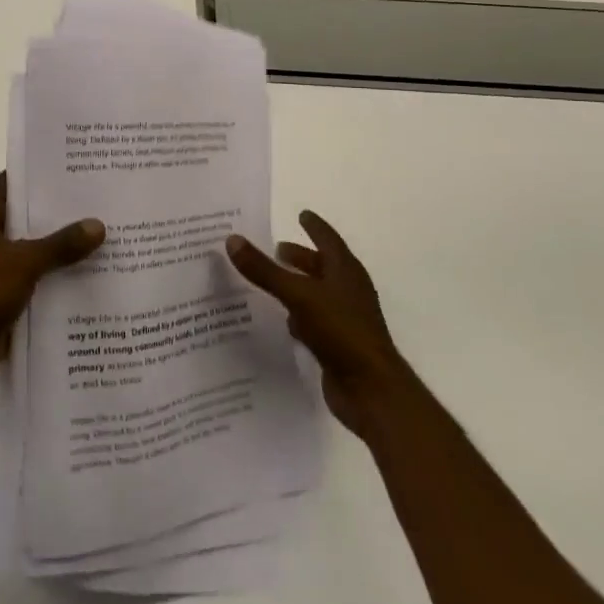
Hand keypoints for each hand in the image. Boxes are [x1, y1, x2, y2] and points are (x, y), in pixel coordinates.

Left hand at [0, 173, 104, 393]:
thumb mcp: (22, 263)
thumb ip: (61, 244)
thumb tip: (98, 225)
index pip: (19, 180)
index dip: (50, 174)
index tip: (87, 170)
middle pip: (32, 215)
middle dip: (66, 214)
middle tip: (109, 203)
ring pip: (37, 248)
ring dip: (65, 249)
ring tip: (112, 237)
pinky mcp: (4, 292)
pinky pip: (38, 277)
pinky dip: (59, 277)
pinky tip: (95, 276)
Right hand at [226, 212, 409, 442]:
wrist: (371, 390)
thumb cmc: (340, 331)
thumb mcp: (298, 295)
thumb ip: (265, 270)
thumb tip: (232, 239)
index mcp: (345, 271)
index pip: (328, 239)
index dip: (314, 226)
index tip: (301, 213)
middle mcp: (348, 291)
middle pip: (322, 266)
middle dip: (301, 257)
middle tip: (275, 249)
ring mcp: (345, 319)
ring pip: (317, 294)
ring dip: (298, 286)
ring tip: (272, 281)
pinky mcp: (338, 345)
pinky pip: (314, 321)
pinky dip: (299, 315)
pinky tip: (283, 320)